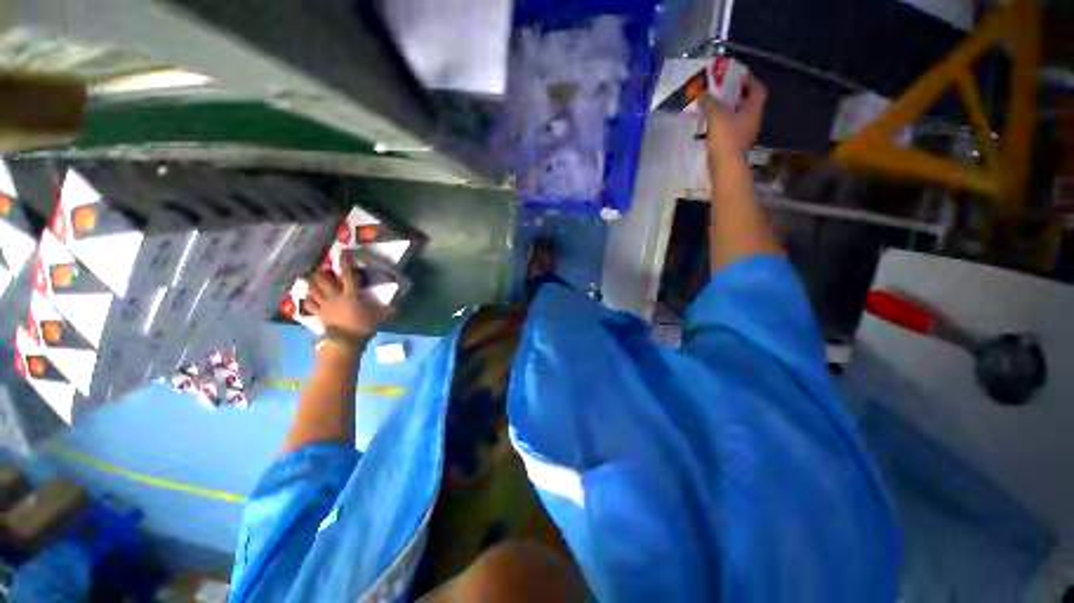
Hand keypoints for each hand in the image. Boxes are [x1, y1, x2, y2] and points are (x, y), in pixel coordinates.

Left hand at [306, 262, 395, 337]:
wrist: (345, 342)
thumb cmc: (362, 326)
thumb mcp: (378, 317)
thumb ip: (386, 311)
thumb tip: (396, 307)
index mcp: (351, 294)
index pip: (348, 275)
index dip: (345, 262)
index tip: (343, 252)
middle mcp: (335, 296)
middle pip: (322, 280)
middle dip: (321, 273)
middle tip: (322, 269)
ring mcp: (324, 305)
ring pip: (313, 290)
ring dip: (312, 283)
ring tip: (312, 280)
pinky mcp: (319, 314)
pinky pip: (309, 305)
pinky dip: (308, 299)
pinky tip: (308, 298)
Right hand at [699, 74, 766, 158]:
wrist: (725, 166)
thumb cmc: (726, 137)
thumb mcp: (716, 114)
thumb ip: (709, 102)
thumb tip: (703, 95)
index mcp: (753, 108)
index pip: (756, 88)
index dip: (747, 80)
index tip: (734, 76)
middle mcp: (751, 119)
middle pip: (745, 101)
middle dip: (734, 94)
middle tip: (719, 90)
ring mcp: (742, 132)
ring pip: (735, 115)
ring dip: (725, 109)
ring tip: (711, 105)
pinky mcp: (733, 143)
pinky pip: (728, 127)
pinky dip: (720, 122)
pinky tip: (708, 123)